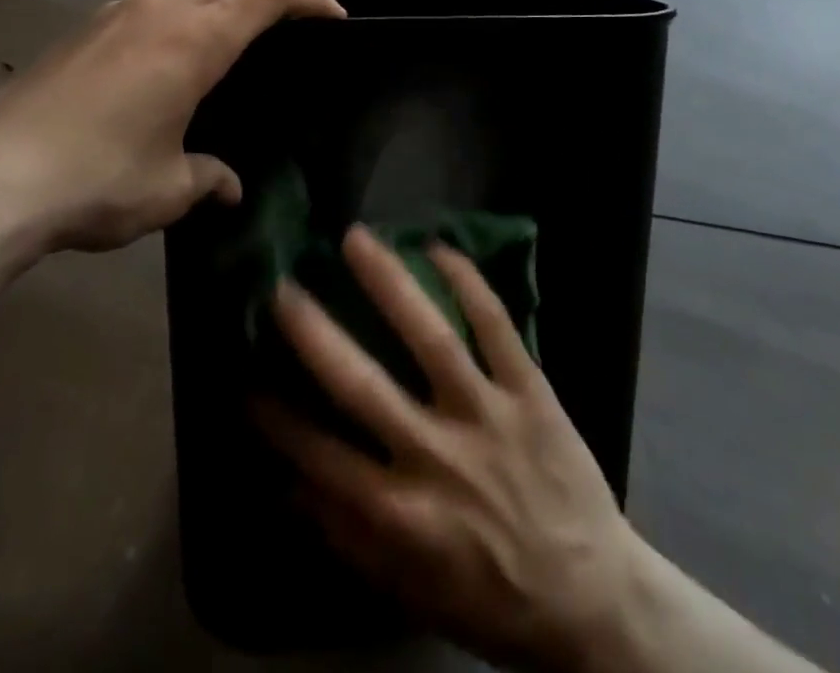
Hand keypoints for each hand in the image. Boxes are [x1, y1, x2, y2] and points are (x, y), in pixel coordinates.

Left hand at [0, 0, 343, 268]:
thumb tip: (229, 187)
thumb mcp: (167, 188)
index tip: (335, 17)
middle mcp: (162, 10)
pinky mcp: (84, 29)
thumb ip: (208, 179)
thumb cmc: (97, 179)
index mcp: (197, 39)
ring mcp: (118, 13)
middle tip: (295, 25)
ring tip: (233, 25)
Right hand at [257, 226, 648, 672]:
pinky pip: (497, 326)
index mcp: (404, 514)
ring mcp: (487, 414)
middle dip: (315, 334)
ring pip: (431, 337)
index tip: (244, 378)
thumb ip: (347, 538)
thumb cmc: (493, 598)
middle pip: (363, 386)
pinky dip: (469, 282)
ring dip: (389, 283)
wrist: (595, 601)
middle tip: (281, 287)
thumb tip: (285, 487)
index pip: (321, 458)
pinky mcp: (531, 390)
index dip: (278, 419)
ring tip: (356, 239)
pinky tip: (438, 246)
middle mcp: (438, 456)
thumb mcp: (412, 591)